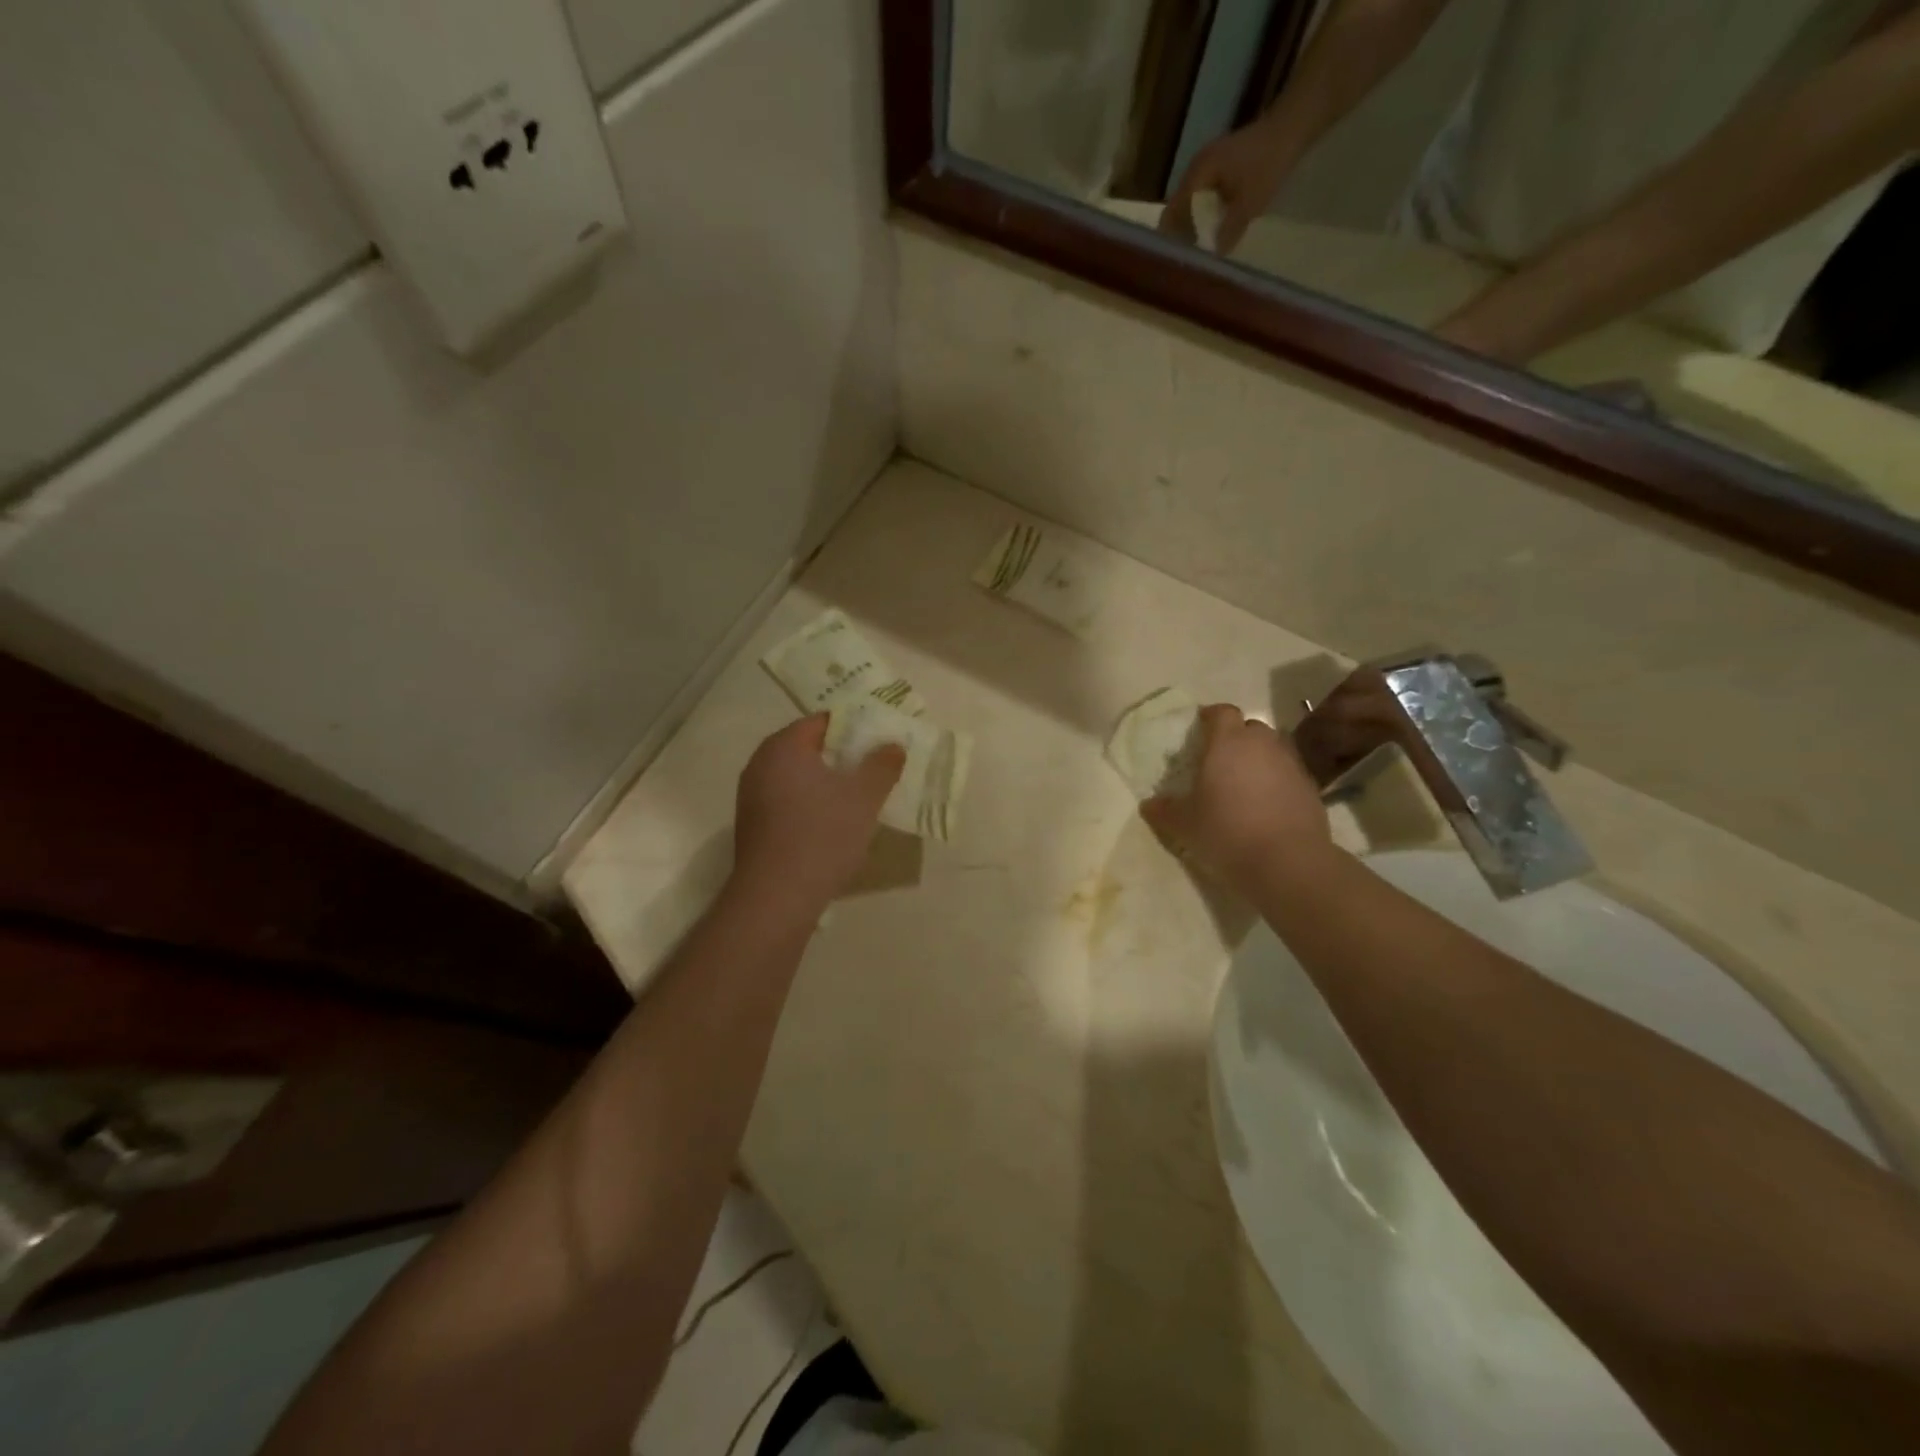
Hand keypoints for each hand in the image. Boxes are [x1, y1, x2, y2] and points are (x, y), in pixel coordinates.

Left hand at [729, 715, 903, 920]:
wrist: (776, 897)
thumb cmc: (822, 836)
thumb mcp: (863, 798)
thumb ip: (882, 766)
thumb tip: (892, 745)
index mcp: (784, 747)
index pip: (822, 721)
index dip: (855, 727)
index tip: (880, 740)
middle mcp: (760, 764)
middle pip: (808, 747)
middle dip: (842, 755)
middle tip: (875, 766)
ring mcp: (752, 796)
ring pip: (797, 776)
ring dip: (826, 781)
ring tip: (859, 795)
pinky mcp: (753, 825)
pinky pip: (787, 799)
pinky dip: (811, 802)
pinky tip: (833, 822)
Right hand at [1142, 705, 1331, 894]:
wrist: (1287, 862)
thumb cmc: (1226, 831)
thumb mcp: (1184, 824)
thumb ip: (1164, 810)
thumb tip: (1149, 804)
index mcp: (1227, 742)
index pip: (1222, 712)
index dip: (1211, 718)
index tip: (1200, 730)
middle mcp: (1262, 744)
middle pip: (1250, 727)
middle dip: (1236, 739)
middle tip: (1220, 761)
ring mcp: (1291, 764)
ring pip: (1272, 749)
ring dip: (1258, 760)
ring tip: (1244, 785)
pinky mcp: (1311, 788)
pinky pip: (1288, 774)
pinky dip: (1277, 782)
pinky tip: (1266, 806)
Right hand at [1160, 120, 1295, 255]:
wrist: (1292, 126)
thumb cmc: (1269, 163)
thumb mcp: (1249, 204)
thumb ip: (1228, 232)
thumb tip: (1212, 257)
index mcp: (1198, 174)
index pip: (1172, 212)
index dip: (1172, 236)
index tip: (1176, 258)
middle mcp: (1196, 167)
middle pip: (1178, 207)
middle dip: (1182, 232)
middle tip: (1188, 257)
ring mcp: (1207, 163)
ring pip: (1190, 201)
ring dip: (1194, 222)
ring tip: (1199, 246)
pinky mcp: (1219, 163)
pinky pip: (1203, 194)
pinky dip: (1205, 211)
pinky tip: (1214, 225)